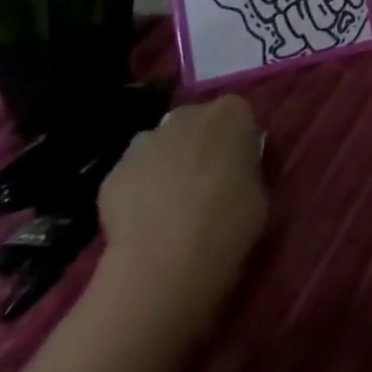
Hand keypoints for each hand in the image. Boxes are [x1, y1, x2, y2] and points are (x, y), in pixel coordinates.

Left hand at [94, 95, 266, 336]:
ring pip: (158, 147)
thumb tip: (233, 176)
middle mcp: (187, 116)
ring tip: (169, 208)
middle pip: (194, 124)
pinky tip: (143, 224)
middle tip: (204, 185)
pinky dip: (137, 193)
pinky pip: (131, 177)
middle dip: (197, 146)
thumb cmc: (230, 221)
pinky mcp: (112, 174)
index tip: (237, 167)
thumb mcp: (259, 191)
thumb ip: (244, 171)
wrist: (168, 258)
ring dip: (164, 166)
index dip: (236, 141)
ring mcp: (145, 142)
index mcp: (231, 113)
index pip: (237, 114)